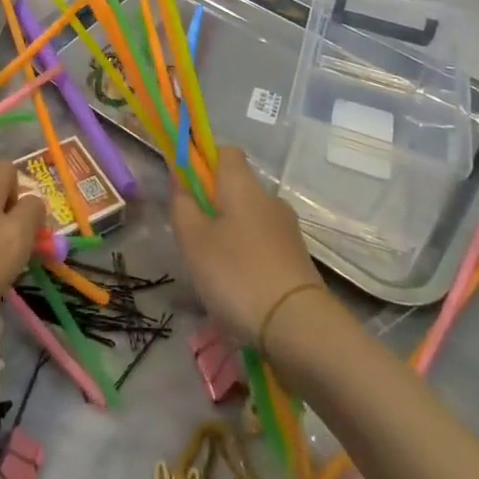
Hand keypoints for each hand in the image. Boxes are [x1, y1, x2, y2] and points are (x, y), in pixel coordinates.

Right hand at [171, 145, 324, 346]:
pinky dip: (247, 257)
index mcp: (243, 185)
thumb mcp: (194, 240)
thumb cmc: (237, 274)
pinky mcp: (296, 258)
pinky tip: (237, 288)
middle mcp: (269, 199)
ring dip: (229, 235)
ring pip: (248, 219)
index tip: (186, 187)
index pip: (225, 151)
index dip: (203, 161)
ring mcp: (287, 229)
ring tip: (212, 270)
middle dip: (212, 205)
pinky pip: (262, 245)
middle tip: (192, 237)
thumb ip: (182, 205)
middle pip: (236, 188)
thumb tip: (180, 179)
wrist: (298, 326)